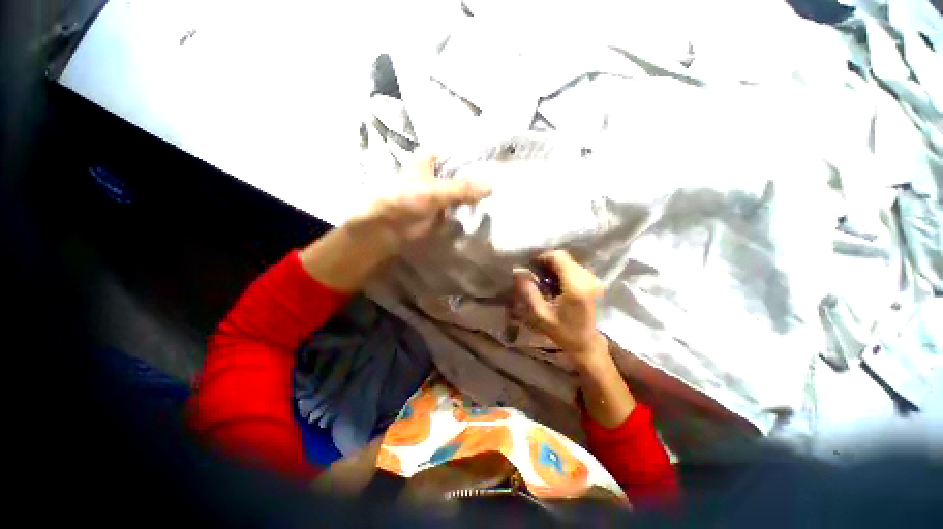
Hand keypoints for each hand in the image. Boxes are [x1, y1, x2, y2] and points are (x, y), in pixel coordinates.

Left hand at [355, 154, 491, 254]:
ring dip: (474, 195)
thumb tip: (491, 187)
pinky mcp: (441, 209)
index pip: (458, 154)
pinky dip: (469, 208)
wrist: (389, 228)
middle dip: (478, 178)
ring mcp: (439, 192)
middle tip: (501, 181)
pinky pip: (459, 206)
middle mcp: (436, 173)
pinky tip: (486, 210)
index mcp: (431, 159)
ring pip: (461, 191)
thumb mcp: (436, 190)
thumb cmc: (406, 199)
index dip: (475, 157)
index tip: (496, 161)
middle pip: (461, 173)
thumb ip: (463, 188)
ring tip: (497, 196)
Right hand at [510, 250, 607, 366]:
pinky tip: (555, 284)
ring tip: (544, 280)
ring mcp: (592, 279)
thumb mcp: (541, 314)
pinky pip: (574, 268)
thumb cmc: (563, 331)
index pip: (559, 257)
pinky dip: (562, 271)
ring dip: (554, 267)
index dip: (543, 257)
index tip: (531, 267)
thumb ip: (529, 291)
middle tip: (535, 275)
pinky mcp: (593, 282)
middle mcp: (587, 278)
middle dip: (547, 262)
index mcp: (575, 286)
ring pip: (569, 261)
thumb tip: (517, 272)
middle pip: (564, 257)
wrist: (586, 342)